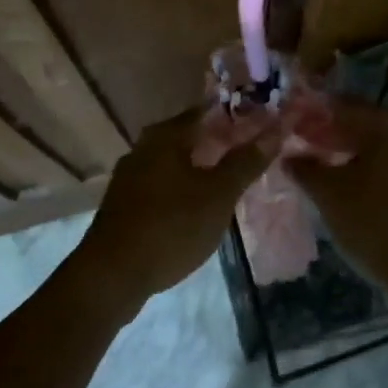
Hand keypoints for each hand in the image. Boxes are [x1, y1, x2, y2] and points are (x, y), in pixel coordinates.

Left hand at [73, 108, 267, 316]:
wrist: (111, 276)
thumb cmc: (171, 226)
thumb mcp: (218, 195)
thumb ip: (246, 161)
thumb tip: (277, 128)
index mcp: (166, 135)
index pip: (207, 111)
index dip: (236, 114)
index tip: (261, 120)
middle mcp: (144, 147)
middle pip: (189, 135)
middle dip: (219, 140)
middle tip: (250, 149)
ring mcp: (130, 176)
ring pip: (175, 160)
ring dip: (201, 165)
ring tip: (229, 177)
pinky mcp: (125, 203)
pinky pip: (162, 183)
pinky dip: (183, 185)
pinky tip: (198, 203)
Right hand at [281, 101, 387, 300]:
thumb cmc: (372, 222)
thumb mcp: (329, 194)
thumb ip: (305, 167)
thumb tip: (289, 155)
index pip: (342, 106)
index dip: (313, 114)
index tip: (291, 123)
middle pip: (361, 121)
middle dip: (330, 131)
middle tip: (301, 143)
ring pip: (376, 141)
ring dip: (348, 148)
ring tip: (319, 161)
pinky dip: (367, 162)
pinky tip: (346, 177)